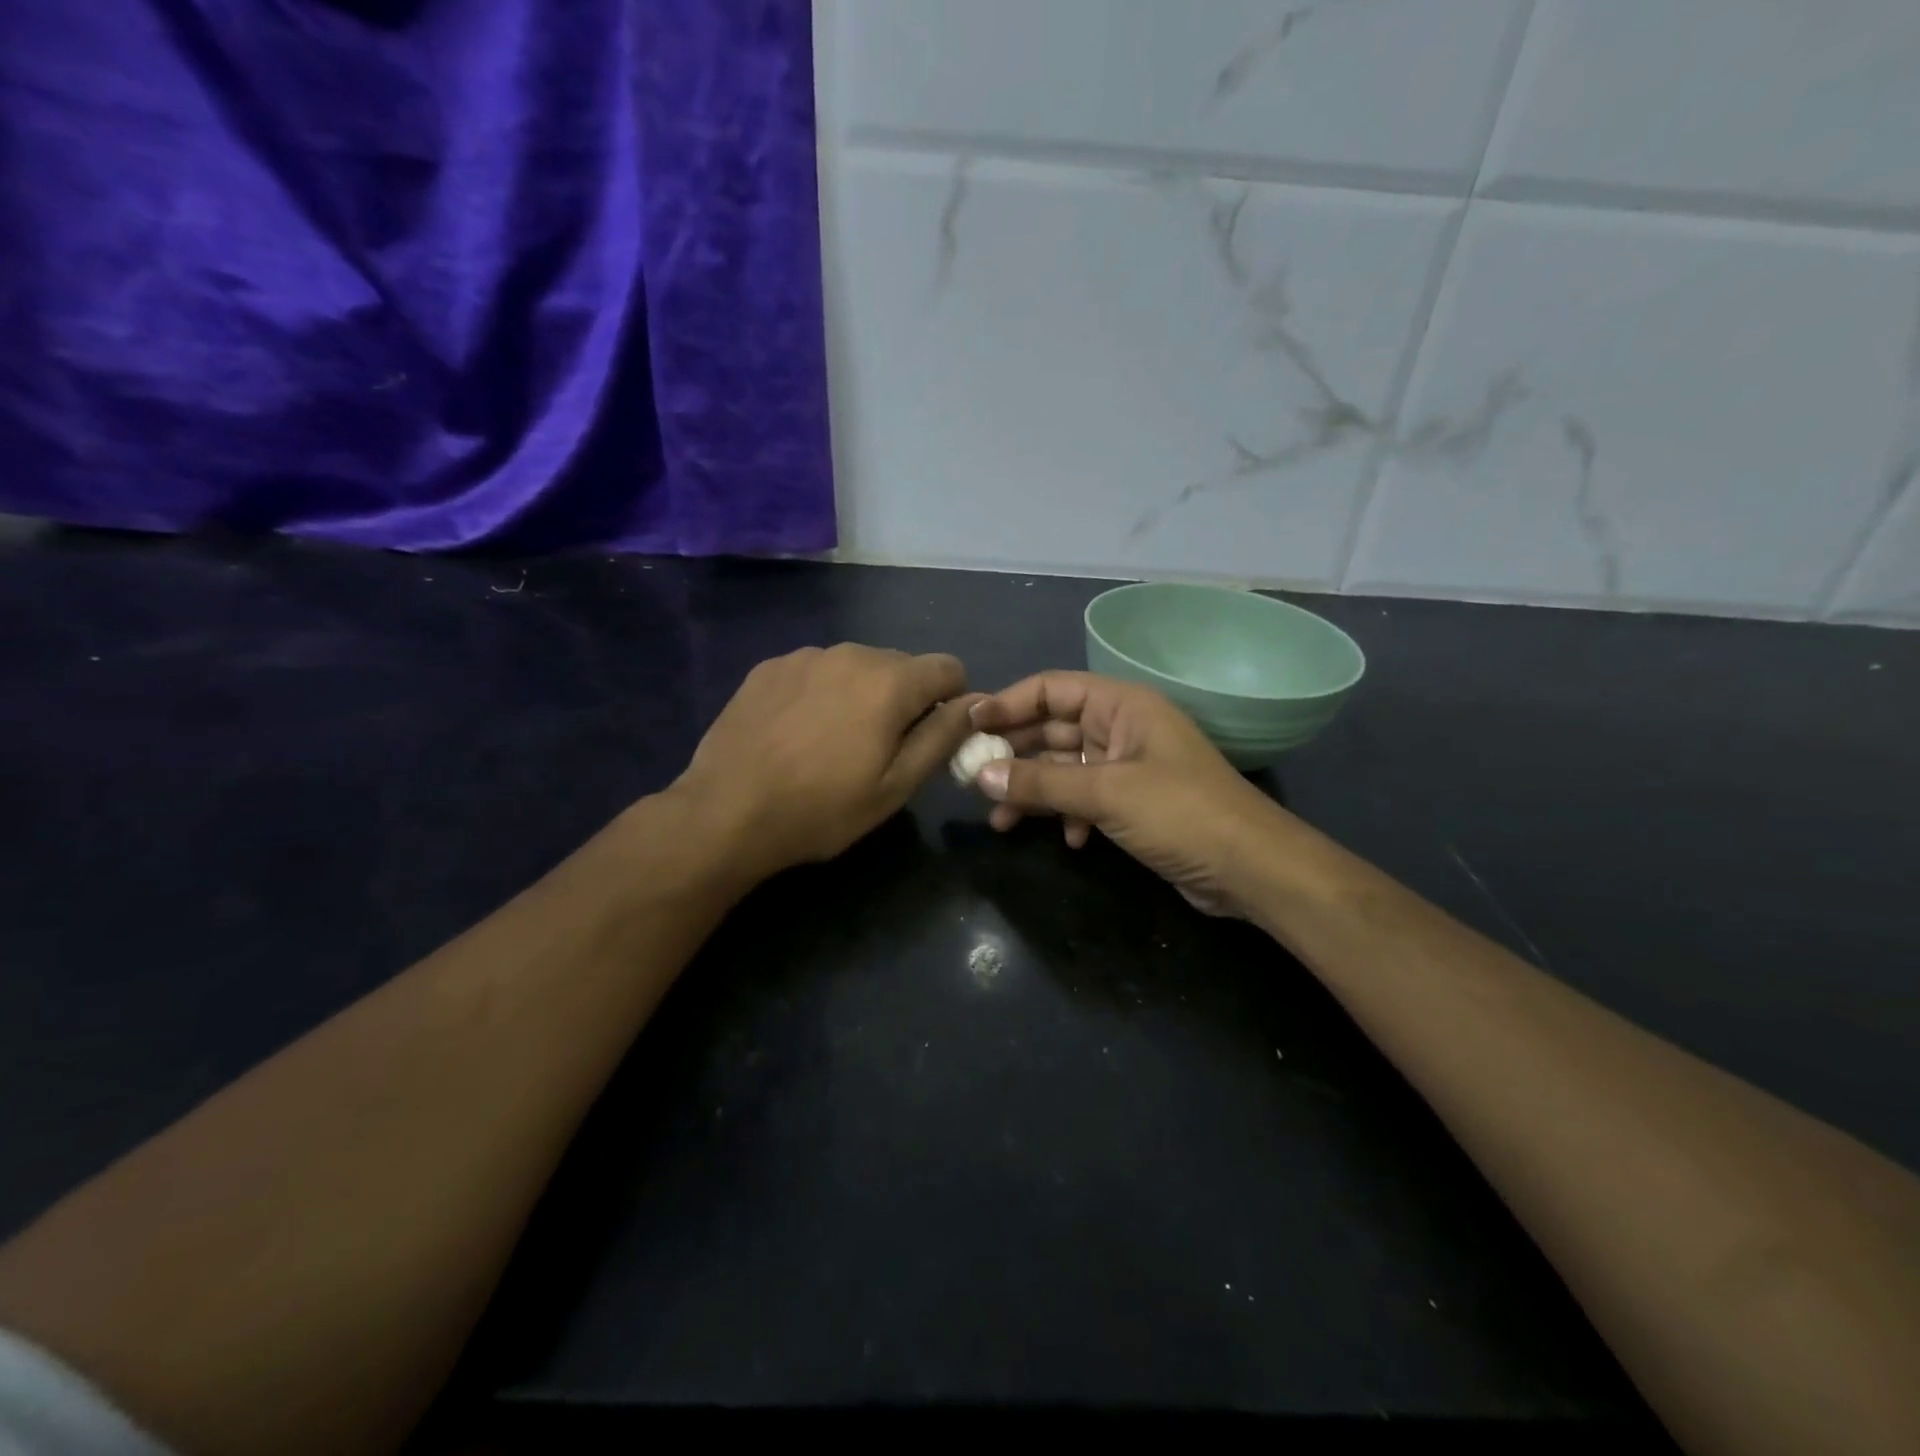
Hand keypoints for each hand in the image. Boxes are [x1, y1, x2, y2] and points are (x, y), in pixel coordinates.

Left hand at [675, 644, 976, 880]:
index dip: (952, 702)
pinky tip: (797, 733)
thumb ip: (942, 737)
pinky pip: (817, 671)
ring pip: (857, 667)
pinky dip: (822, 694)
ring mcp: (805, 656)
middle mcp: (851, 653)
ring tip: (833, 743)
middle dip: (904, 700)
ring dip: (861, 695)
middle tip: (879, 750)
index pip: (949, 668)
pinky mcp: (770, 667)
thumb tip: (975, 703)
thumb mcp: (895, 786)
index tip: (931, 738)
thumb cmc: (821, 808)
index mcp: (890, 681)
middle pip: (902, 667)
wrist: (726, 812)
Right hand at [968, 671, 1285, 915]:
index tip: (969, 726)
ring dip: (1034, 791)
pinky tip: (1065, 839)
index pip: (1052, 689)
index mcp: (1122, 705)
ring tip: (1000, 819)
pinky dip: (1068, 815)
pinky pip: (1085, 798)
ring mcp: (1128, 767)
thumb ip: (1041, 783)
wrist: (1250, 869)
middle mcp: (1122, 728)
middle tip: (971, 777)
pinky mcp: (1133, 803)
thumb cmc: (1180, 813)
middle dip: (1014, 753)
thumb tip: (981, 775)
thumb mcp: (1106, 794)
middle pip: (1053, 729)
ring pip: (1065, 769)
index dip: (1008, 704)